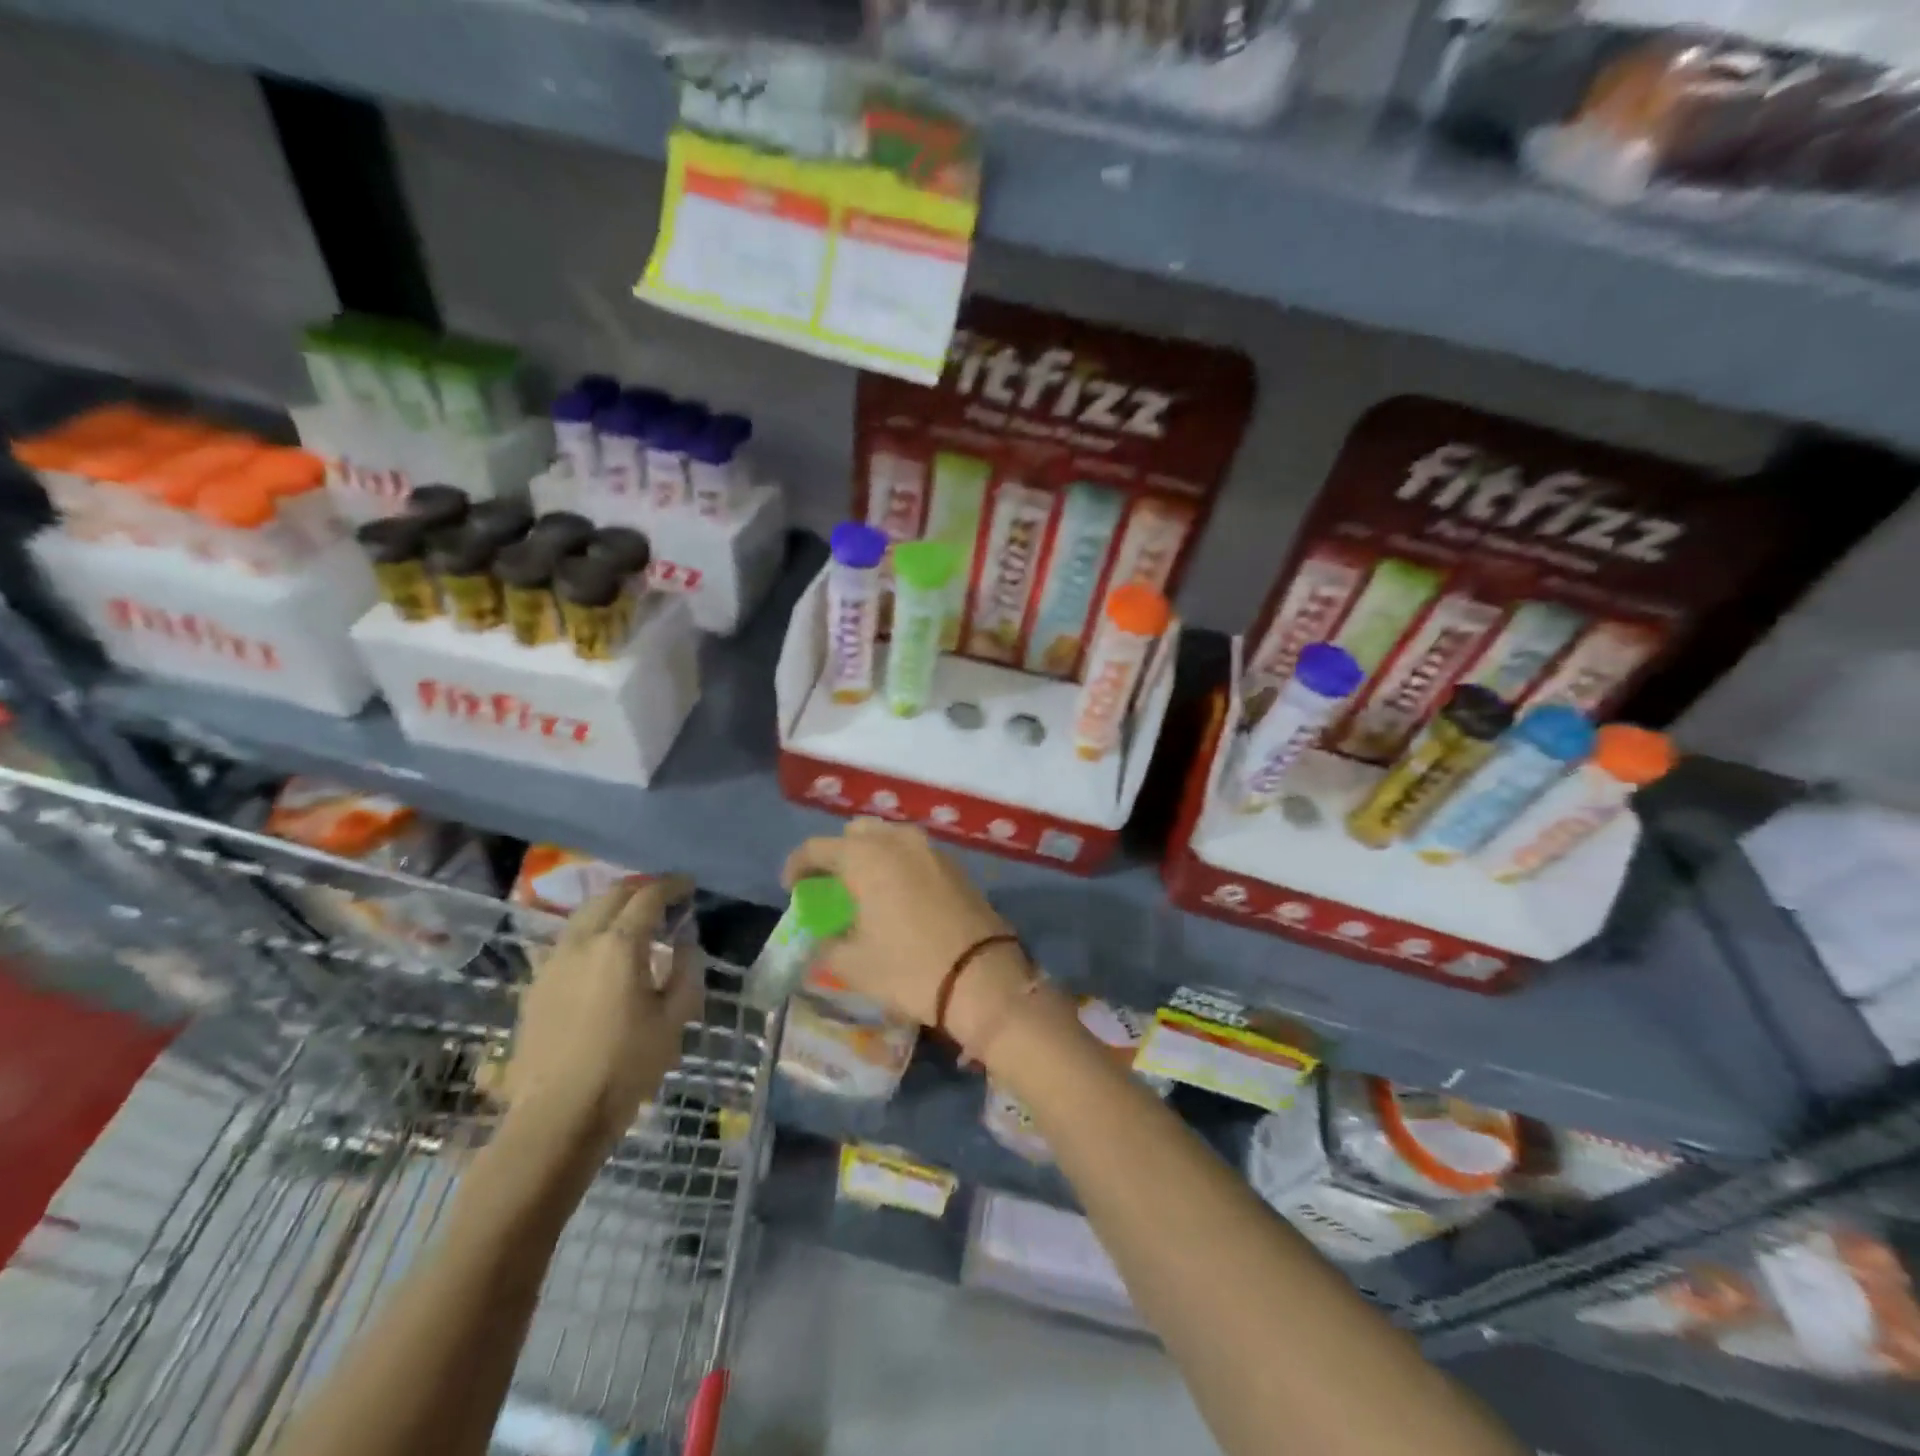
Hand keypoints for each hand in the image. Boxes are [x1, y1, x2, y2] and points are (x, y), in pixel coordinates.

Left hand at [498, 877, 701, 1153]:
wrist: (555, 1118)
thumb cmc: (625, 1068)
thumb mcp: (674, 1020)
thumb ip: (686, 971)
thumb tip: (686, 941)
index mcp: (619, 946)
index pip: (648, 897)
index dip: (672, 886)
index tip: (689, 886)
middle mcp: (582, 942)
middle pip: (610, 895)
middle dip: (640, 888)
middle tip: (664, 896)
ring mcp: (553, 962)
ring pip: (584, 915)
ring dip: (612, 906)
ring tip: (635, 920)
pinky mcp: (536, 985)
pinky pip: (568, 941)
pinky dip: (592, 930)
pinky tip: (604, 953)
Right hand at [782, 820, 1031, 1043]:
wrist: (982, 977)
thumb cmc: (909, 969)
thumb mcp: (854, 964)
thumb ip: (826, 944)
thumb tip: (821, 937)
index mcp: (866, 857)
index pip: (817, 848)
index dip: (798, 866)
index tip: (792, 889)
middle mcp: (897, 841)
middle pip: (856, 833)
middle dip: (838, 854)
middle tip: (831, 887)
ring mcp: (930, 849)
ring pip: (888, 837)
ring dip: (870, 855)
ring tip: (865, 890)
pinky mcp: (954, 864)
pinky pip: (913, 852)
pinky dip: (897, 863)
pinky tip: (897, 894)